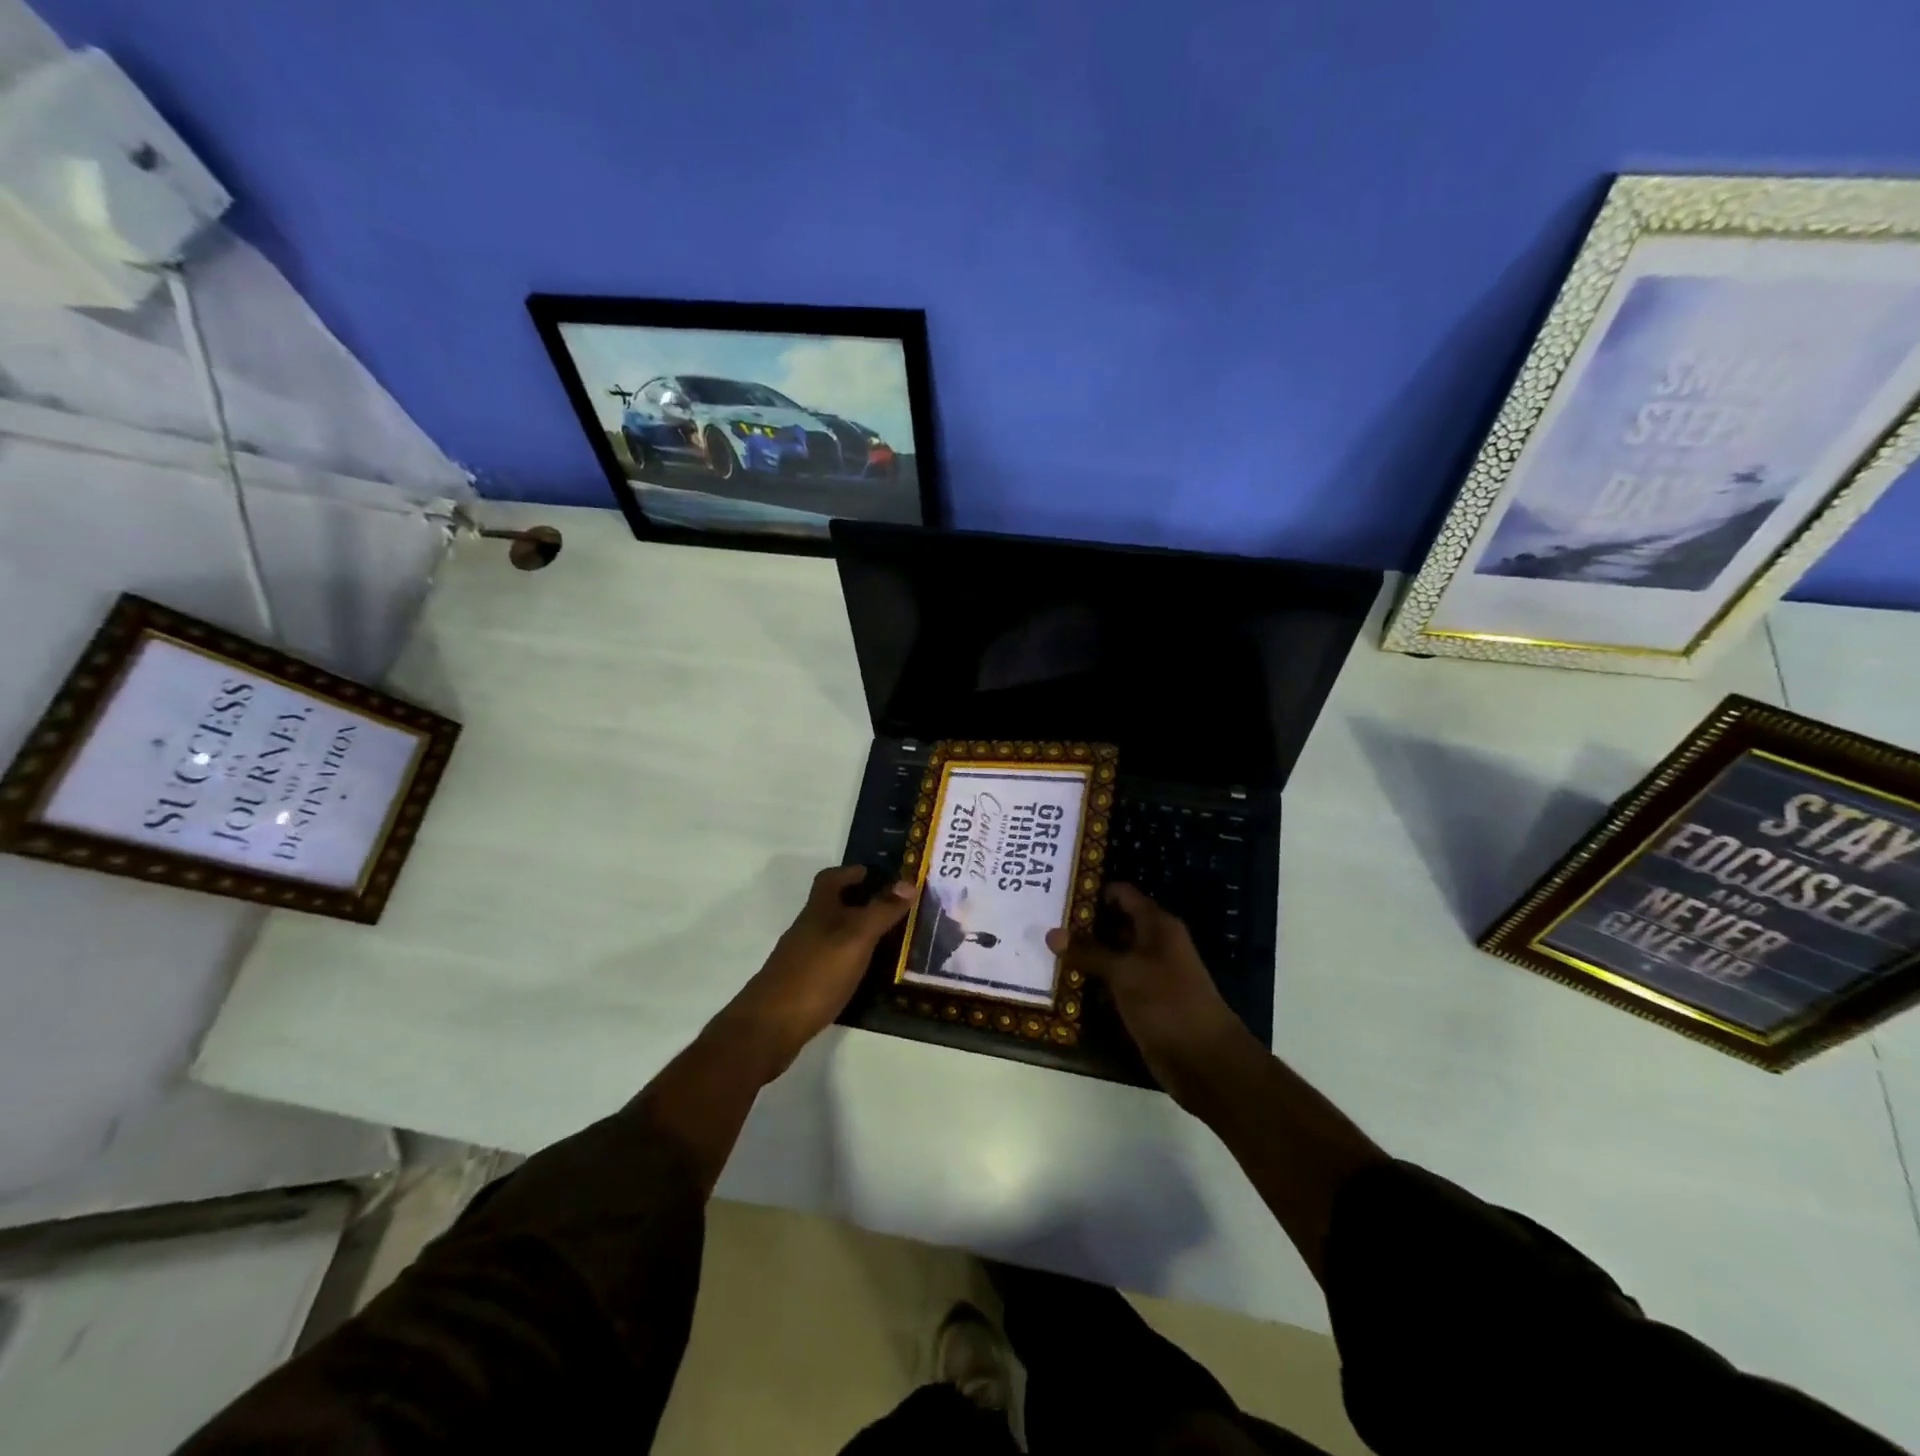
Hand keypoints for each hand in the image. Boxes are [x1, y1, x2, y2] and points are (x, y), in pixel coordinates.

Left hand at [723, 865, 911, 1074]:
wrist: (768, 1028)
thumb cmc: (815, 975)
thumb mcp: (855, 939)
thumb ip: (881, 912)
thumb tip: (908, 882)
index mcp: (818, 912)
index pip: (829, 879)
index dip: (849, 872)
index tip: (871, 873)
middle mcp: (807, 930)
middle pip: (830, 907)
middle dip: (858, 903)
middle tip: (890, 909)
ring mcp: (800, 959)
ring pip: (831, 936)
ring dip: (854, 933)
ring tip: (885, 942)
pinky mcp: (800, 986)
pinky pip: (829, 962)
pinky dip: (847, 960)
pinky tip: (862, 975)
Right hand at [1047, 884, 1255, 1106]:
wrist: (1205, 1061)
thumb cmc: (1168, 1003)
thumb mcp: (1125, 972)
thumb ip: (1089, 951)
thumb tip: (1052, 933)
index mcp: (1157, 926)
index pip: (1122, 894)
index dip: (1093, 891)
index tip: (1058, 891)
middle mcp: (1153, 944)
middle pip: (1113, 924)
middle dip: (1081, 924)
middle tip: (1041, 921)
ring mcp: (1148, 974)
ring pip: (1110, 955)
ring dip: (1083, 955)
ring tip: (1043, 949)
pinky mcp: (1142, 1002)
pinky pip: (1111, 983)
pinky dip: (1091, 981)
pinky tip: (1062, 981)